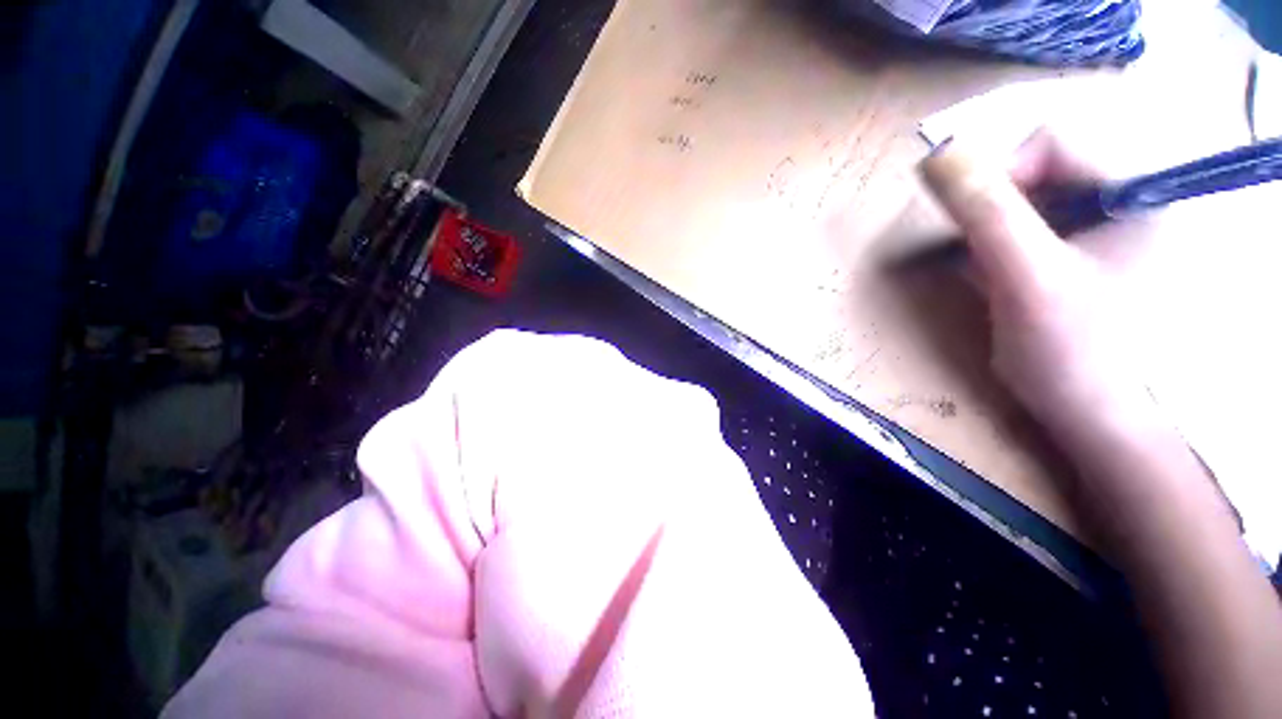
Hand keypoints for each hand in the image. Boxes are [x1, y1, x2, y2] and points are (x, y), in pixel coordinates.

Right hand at [920, 131, 1168, 450]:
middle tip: (980, 254)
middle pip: (1043, 171)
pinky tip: (999, 279)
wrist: (1094, 416)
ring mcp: (1108, 232)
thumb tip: (939, 156)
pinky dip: (1004, 249)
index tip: (969, 222)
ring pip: (1034, 203)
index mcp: (1136, 193)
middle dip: (997, 209)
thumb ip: (988, 213)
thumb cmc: (1073, 351)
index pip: (1054, 143)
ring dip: (996, 232)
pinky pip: (1035, 231)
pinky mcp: (1086, 257)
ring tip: (989, 272)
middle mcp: (1127, 201)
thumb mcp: (1027, 277)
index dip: (1001, 172)